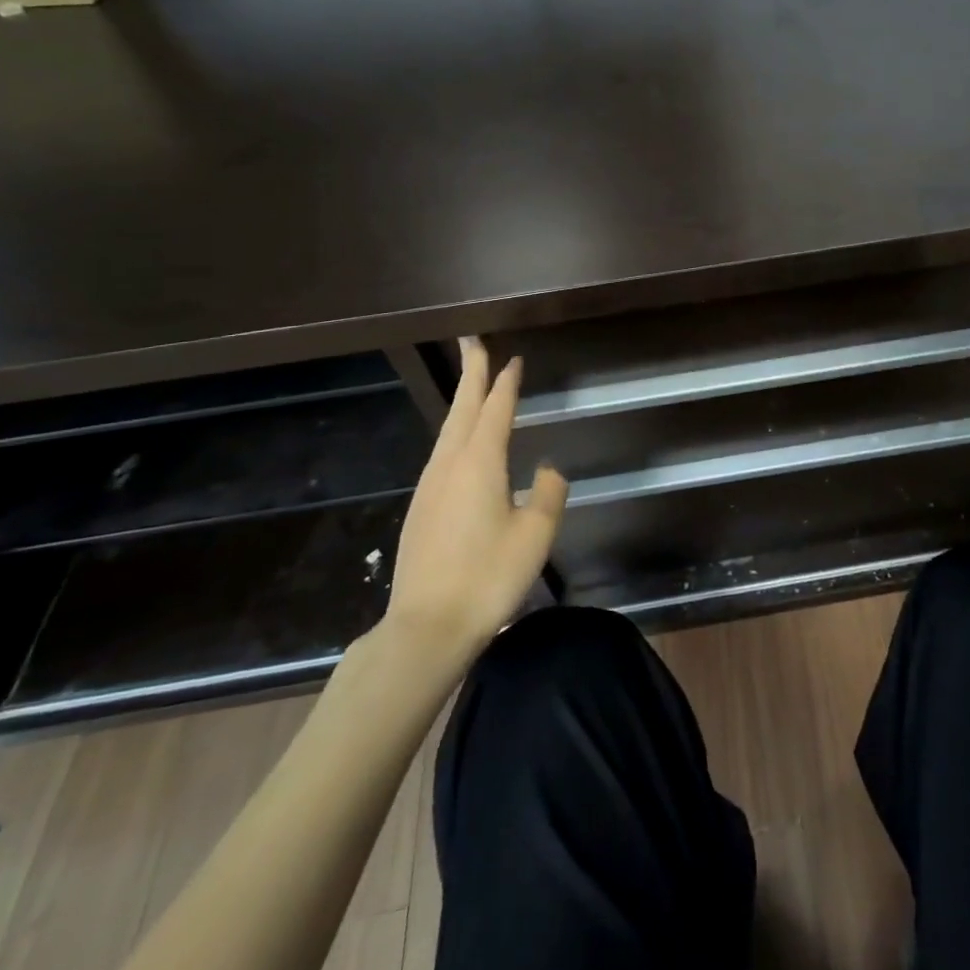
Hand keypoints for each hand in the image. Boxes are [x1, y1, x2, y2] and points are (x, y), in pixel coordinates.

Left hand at [383, 337, 567, 648]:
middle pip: (462, 409)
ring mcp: (429, 487)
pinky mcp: (421, 509)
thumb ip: (548, 494)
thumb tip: (548, 470)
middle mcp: (449, 465)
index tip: (512, 358)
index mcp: (479, 463)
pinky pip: (442, 455)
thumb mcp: (535, 534)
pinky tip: (462, 446)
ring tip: (472, 386)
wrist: (426, 628)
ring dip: (462, 403)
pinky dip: (456, 433)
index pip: (495, 409)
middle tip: (472, 342)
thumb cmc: (488, 577)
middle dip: (471, 373)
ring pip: (448, 431)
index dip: (505, 381)